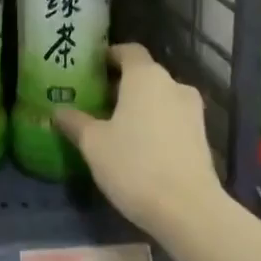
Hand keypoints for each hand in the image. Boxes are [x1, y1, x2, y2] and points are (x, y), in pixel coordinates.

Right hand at [54, 43, 224, 238]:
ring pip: (160, 98)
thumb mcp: (94, 144)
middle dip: (121, 85)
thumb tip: (58, 110)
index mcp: (145, 76)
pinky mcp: (202, 138)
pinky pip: (172, 120)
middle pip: (144, 74)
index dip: (110, 56)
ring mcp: (192, 112)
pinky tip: (139, 147)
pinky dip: (156, 125)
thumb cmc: (135, 164)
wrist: (189, 210)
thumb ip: (76, 122)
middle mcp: (173, 84)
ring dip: (141, 106)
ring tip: (116, 126)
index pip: (128, 51)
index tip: (92, 68)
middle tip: (96, 101)